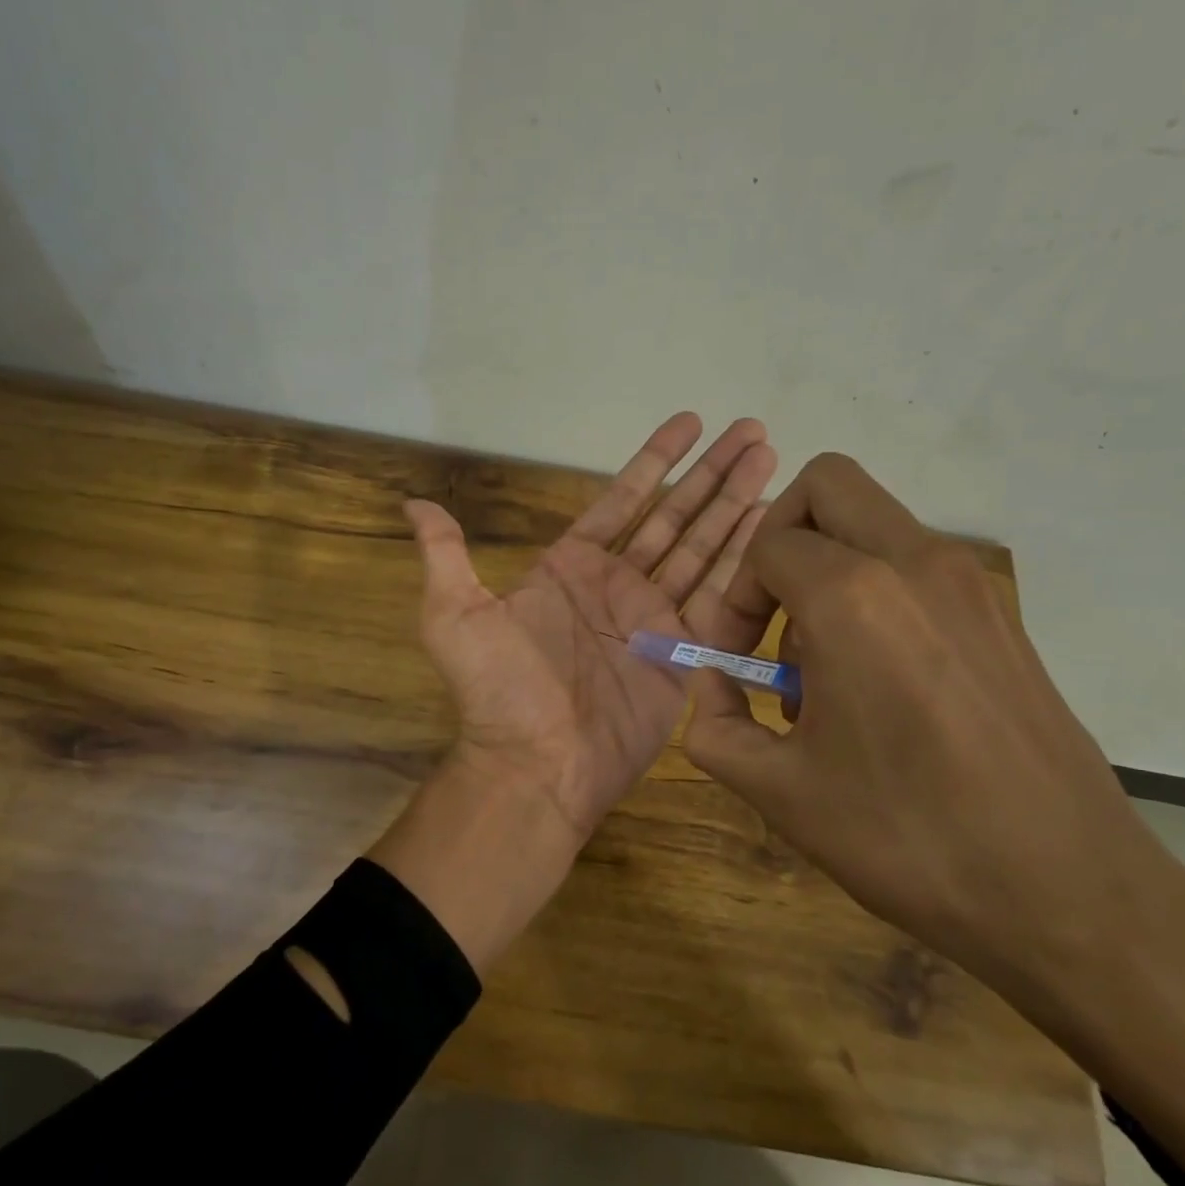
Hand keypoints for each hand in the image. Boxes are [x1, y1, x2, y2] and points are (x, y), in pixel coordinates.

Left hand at [404, 412, 776, 837]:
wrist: (536, 764)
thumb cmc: (497, 690)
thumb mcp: (454, 616)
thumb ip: (445, 556)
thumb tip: (414, 504)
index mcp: (571, 566)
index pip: (622, 499)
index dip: (656, 460)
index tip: (690, 422)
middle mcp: (618, 584)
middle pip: (674, 515)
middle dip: (712, 473)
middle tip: (752, 429)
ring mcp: (655, 618)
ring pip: (703, 547)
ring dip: (736, 504)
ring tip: (770, 459)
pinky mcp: (684, 653)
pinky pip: (719, 598)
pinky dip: (744, 561)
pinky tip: (769, 524)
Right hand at [683, 453, 1184, 1182]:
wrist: (1071, 895)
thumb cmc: (908, 837)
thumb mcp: (780, 791)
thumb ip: (715, 725)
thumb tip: (710, 683)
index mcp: (853, 597)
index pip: (766, 545)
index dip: (733, 597)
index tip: (731, 658)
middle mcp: (915, 564)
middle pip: (827, 485)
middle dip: (778, 535)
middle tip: (769, 611)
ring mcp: (970, 584)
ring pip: (875, 521)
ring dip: (827, 567)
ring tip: (820, 667)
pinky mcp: (1002, 615)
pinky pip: (916, 565)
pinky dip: (875, 590)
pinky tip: (876, 682)